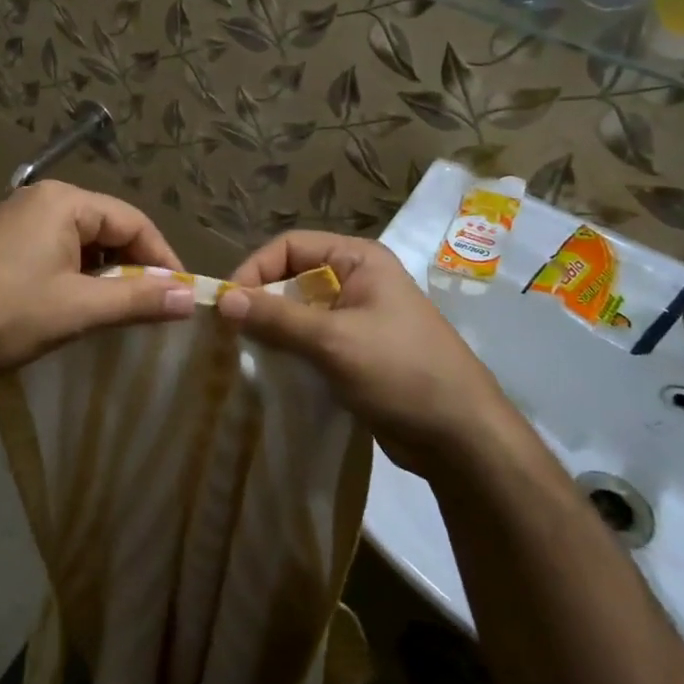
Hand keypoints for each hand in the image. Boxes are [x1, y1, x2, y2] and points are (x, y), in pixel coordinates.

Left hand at [0, 180, 194, 395]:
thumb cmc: (7, 315)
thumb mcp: (79, 308)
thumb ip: (139, 300)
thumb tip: (191, 298)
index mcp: (63, 201)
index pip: (133, 221)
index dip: (161, 258)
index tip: (179, 296)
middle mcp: (39, 199)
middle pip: (106, 228)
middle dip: (131, 268)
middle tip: (149, 308)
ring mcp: (13, 219)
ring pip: (79, 242)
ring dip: (102, 275)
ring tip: (113, 311)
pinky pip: (52, 250)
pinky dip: (73, 275)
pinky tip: (72, 305)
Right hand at [218, 230, 520, 476]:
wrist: (460, 437)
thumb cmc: (401, 372)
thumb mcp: (334, 340)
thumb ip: (277, 318)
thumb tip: (223, 299)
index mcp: (359, 260)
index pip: (291, 246)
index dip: (256, 268)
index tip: (227, 305)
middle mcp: (357, 281)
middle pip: (292, 278)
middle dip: (260, 302)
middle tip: (228, 334)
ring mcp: (357, 319)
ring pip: (298, 313)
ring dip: (271, 331)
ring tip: (241, 355)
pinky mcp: (354, 353)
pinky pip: (310, 342)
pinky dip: (288, 353)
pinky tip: (267, 373)